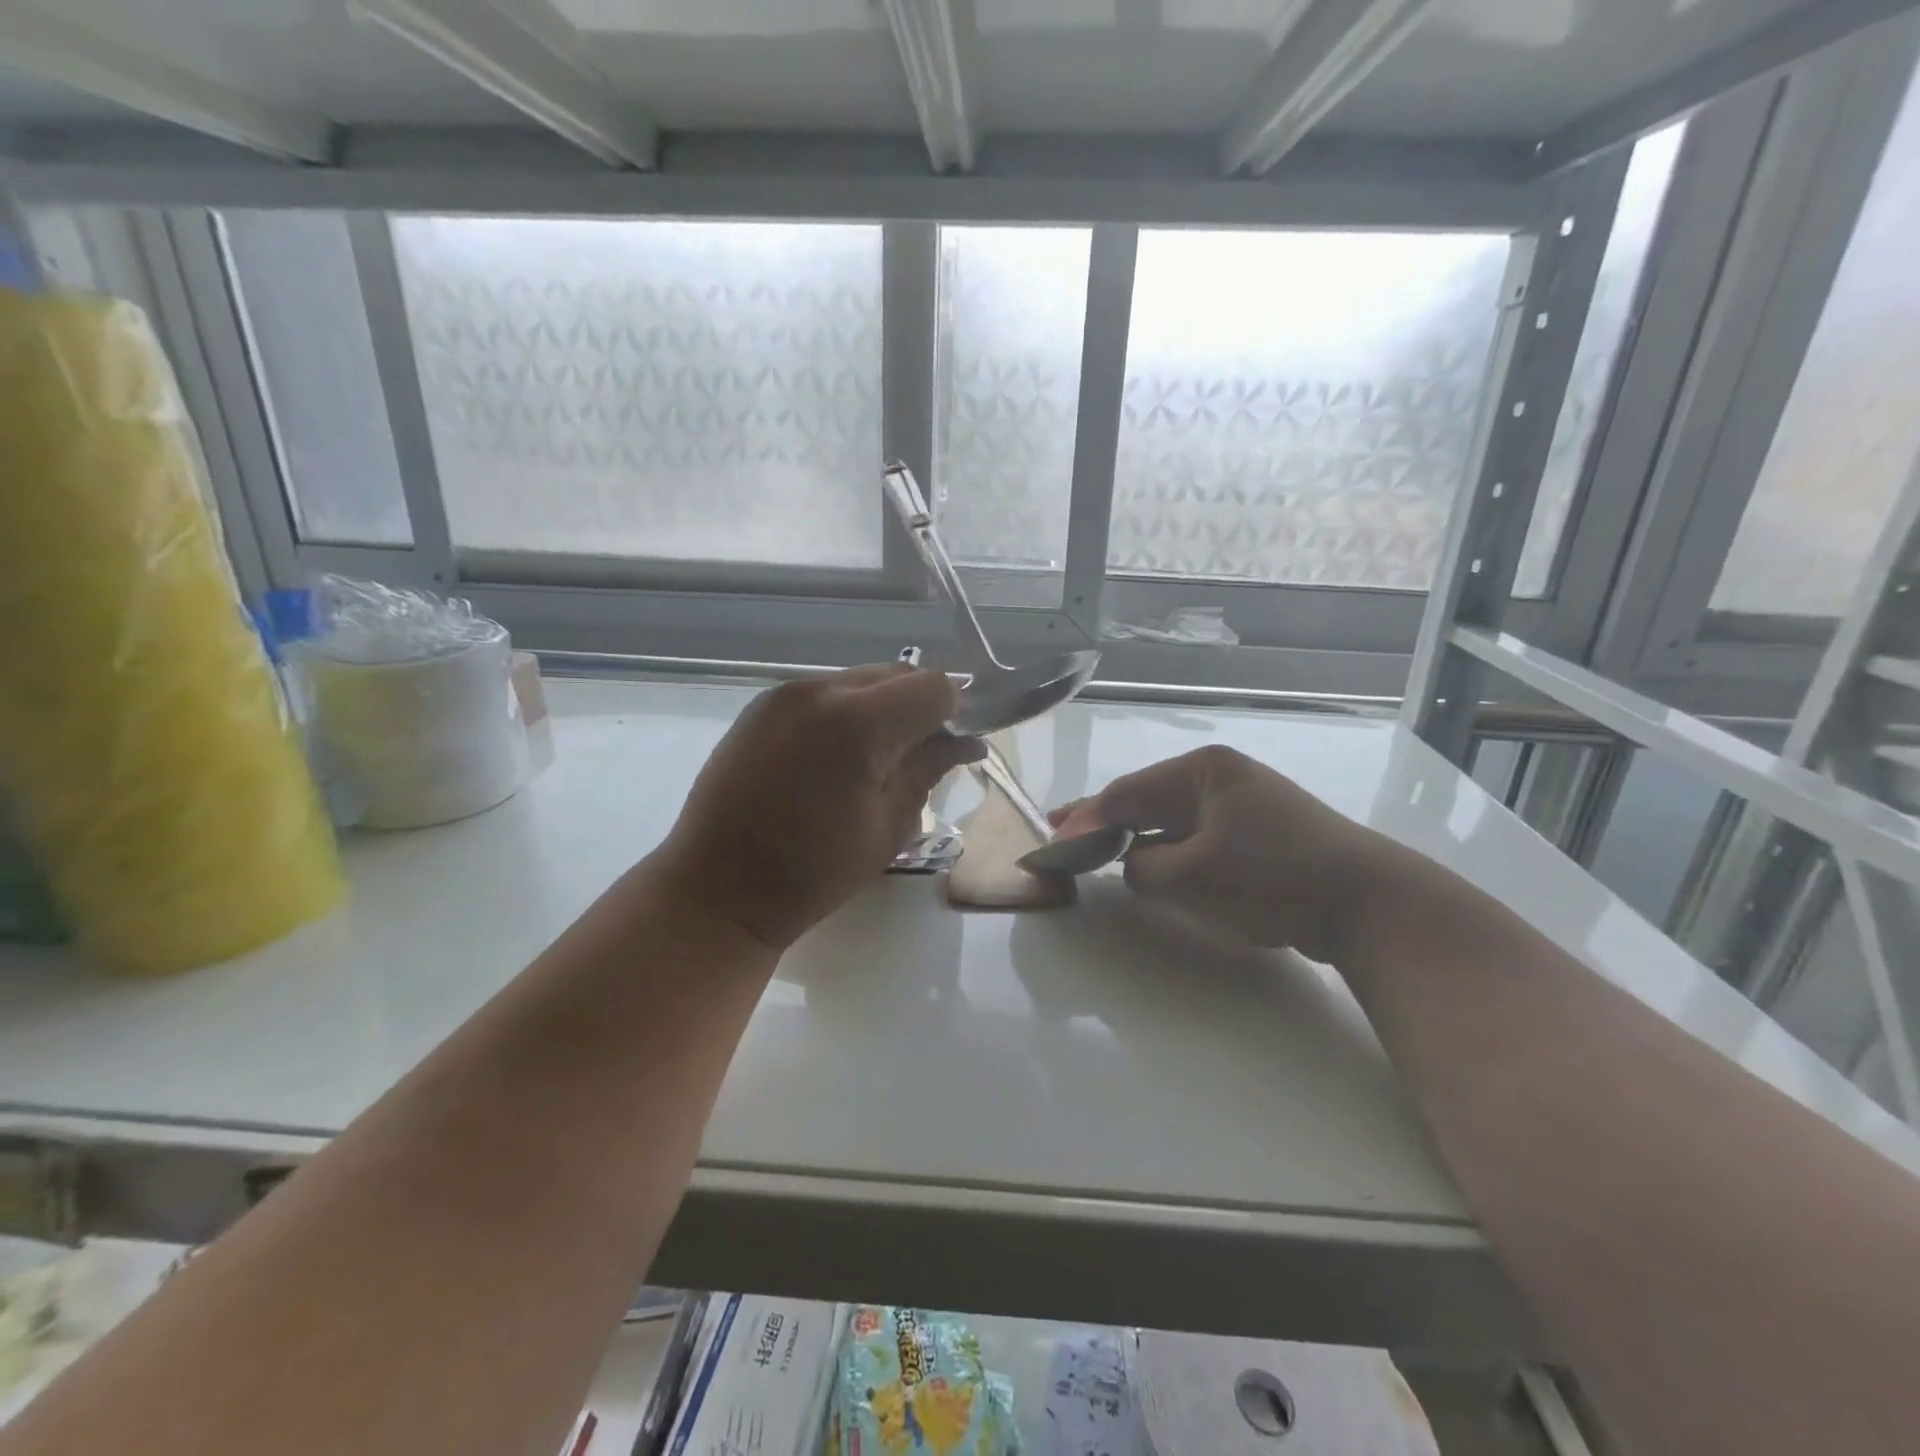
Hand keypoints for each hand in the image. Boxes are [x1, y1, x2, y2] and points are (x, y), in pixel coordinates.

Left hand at [657, 666, 983, 951]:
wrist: (718, 888)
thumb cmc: (813, 872)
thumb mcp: (889, 827)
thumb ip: (929, 771)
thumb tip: (967, 743)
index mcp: (859, 723)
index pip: (933, 686)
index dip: (954, 712)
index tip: (951, 747)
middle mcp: (821, 690)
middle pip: (896, 675)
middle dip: (919, 707)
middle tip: (917, 756)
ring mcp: (785, 693)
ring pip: (859, 681)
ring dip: (881, 709)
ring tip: (871, 760)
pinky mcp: (762, 705)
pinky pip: (823, 693)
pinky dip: (844, 713)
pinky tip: (833, 757)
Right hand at [1051, 745, 1396, 962]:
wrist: (1369, 903)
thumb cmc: (1272, 877)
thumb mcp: (1192, 876)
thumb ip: (1143, 868)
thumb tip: (1130, 864)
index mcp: (1202, 771)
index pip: (1127, 793)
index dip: (1086, 819)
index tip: (1052, 841)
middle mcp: (1220, 777)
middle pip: (1147, 799)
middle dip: (1105, 821)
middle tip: (1063, 835)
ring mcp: (1244, 803)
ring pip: (1172, 819)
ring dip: (1137, 837)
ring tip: (1097, 851)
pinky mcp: (1260, 832)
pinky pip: (1197, 836)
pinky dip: (1170, 850)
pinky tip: (1153, 865)